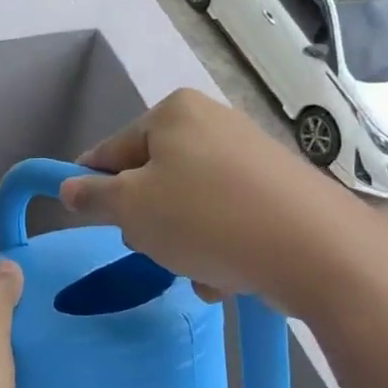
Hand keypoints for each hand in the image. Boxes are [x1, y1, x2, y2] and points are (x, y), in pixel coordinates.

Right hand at [57, 88, 387, 318]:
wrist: (318, 250)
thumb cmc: (206, 218)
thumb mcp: (131, 209)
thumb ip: (93, 197)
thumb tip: (69, 188)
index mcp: (173, 113)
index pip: (110, 150)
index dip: (93, 187)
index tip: (89, 219)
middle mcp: (212, 123)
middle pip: (151, 178)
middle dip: (148, 220)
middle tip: (156, 246)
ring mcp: (249, 155)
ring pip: (187, 204)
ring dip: (181, 241)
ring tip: (199, 268)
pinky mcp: (278, 189)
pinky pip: (225, 216)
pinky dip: (218, 244)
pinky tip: (228, 273)